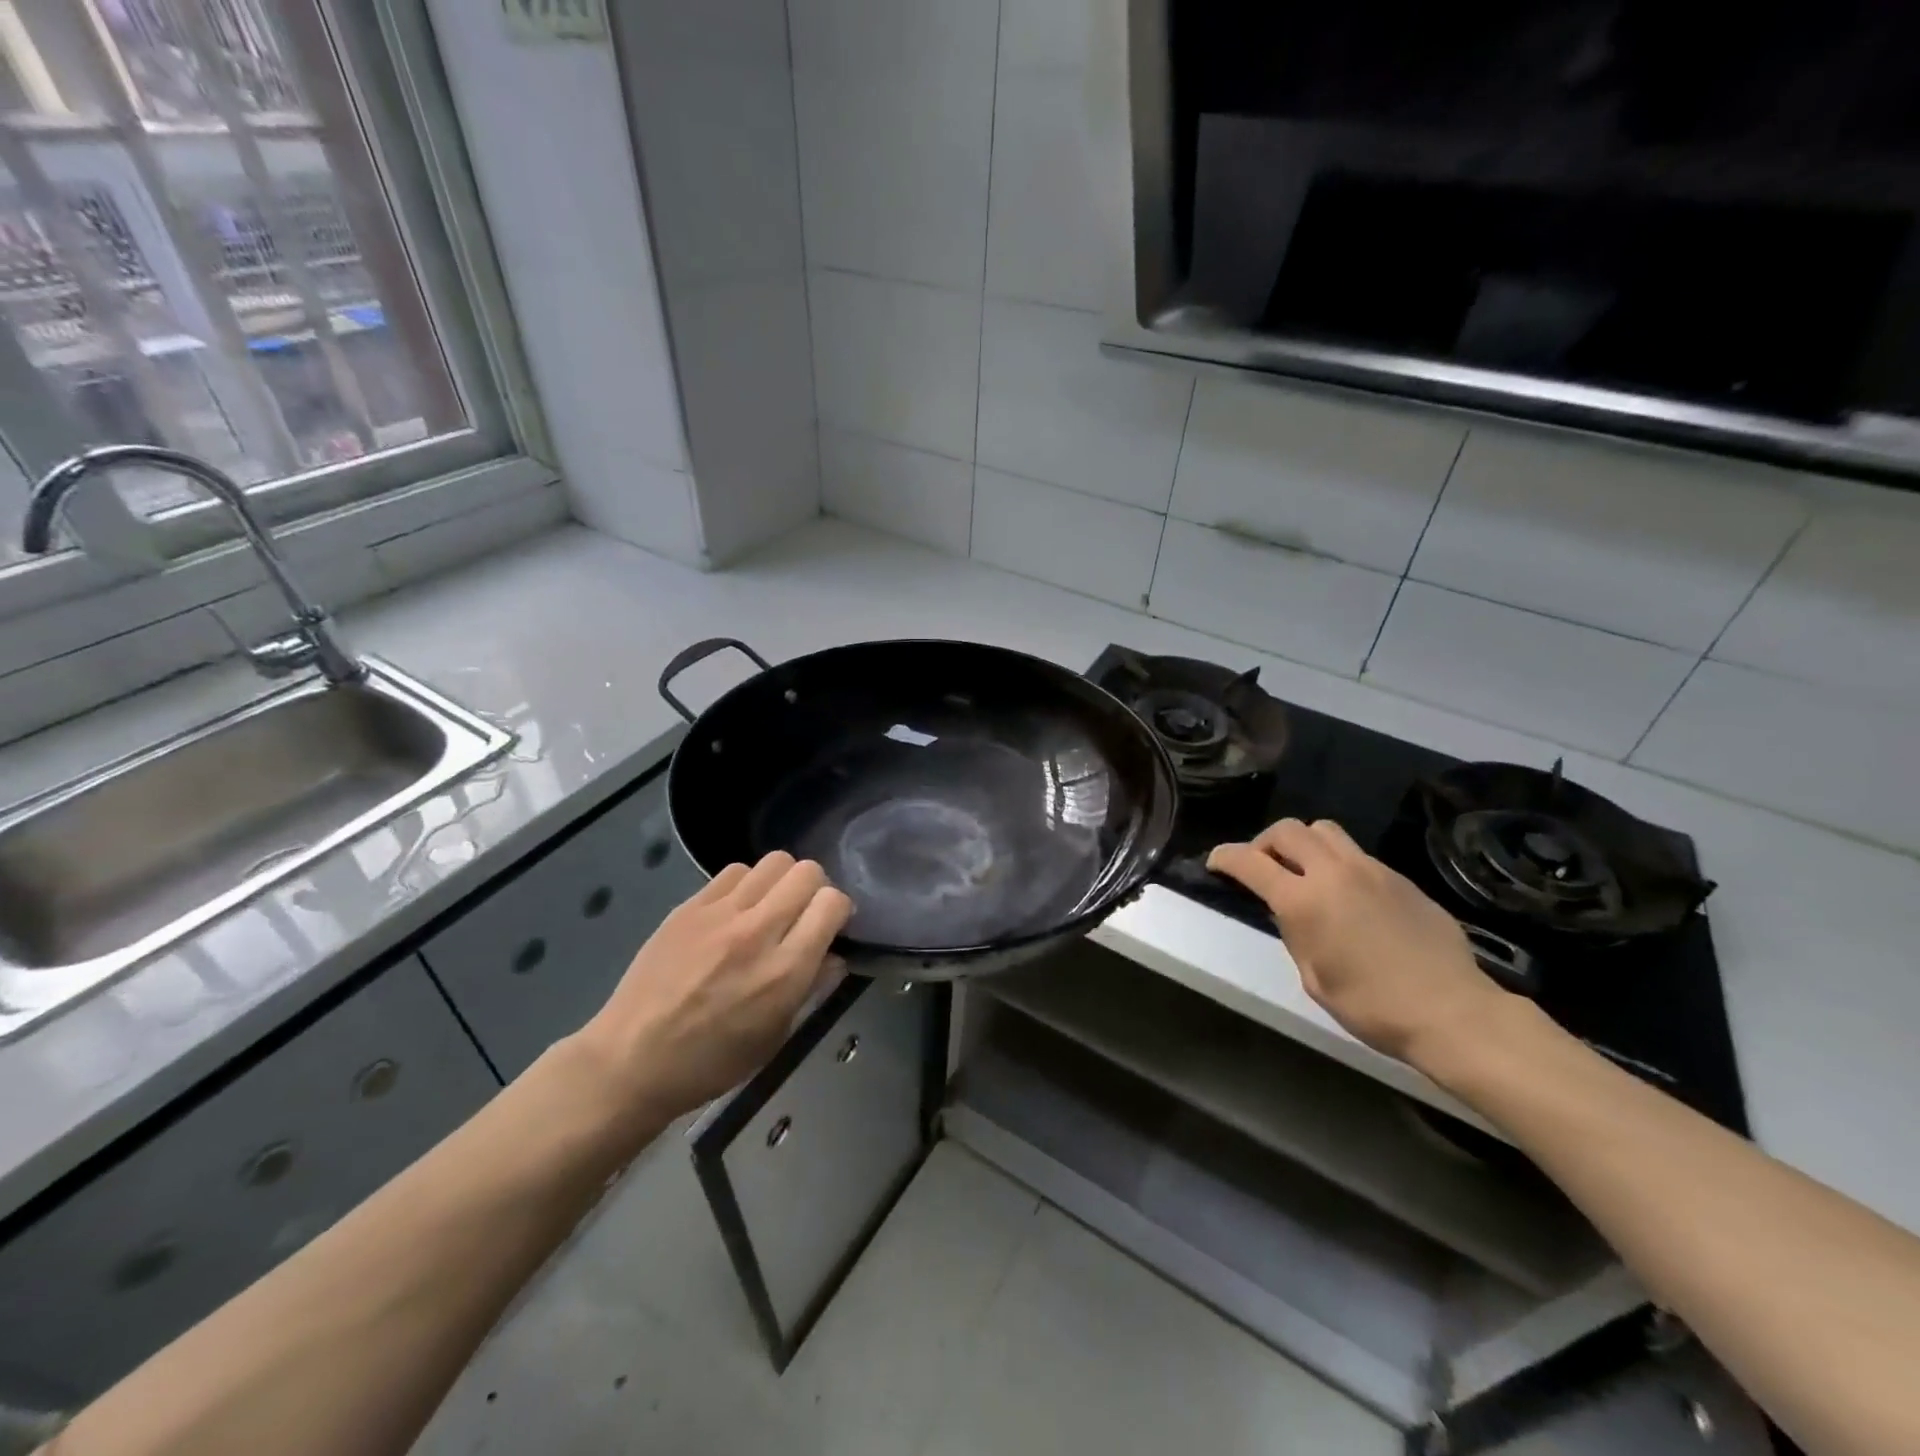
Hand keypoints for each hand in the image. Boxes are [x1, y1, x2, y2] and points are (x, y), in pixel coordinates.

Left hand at [569, 852, 851, 1136]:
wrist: (631, 1059)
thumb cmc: (711, 1062)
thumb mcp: (775, 1037)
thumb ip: (811, 988)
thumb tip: (834, 955)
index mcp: (785, 971)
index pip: (832, 903)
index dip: (839, 911)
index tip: (831, 926)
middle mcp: (757, 931)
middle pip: (806, 872)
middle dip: (815, 889)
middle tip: (803, 913)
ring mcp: (720, 913)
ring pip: (774, 861)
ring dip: (782, 881)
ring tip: (769, 907)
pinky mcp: (689, 906)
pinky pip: (734, 871)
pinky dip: (747, 884)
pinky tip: (736, 910)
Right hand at [1208, 819, 1508, 1067]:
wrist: (1451, 1012)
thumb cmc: (1372, 1006)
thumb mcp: (1314, 977)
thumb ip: (1295, 933)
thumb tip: (1290, 911)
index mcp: (1303, 900)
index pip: (1250, 862)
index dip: (1225, 857)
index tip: (1215, 863)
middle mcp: (1333, 872)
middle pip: (1287, 830)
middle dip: (1264, 842)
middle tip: (1263, 868)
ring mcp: (1371, 870)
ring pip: (1324, 829)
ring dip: (1303, 843)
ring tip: (1303, 871)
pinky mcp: (1399, 877)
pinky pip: (1356, 853)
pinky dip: (1337, 862)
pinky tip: (1347, 894)